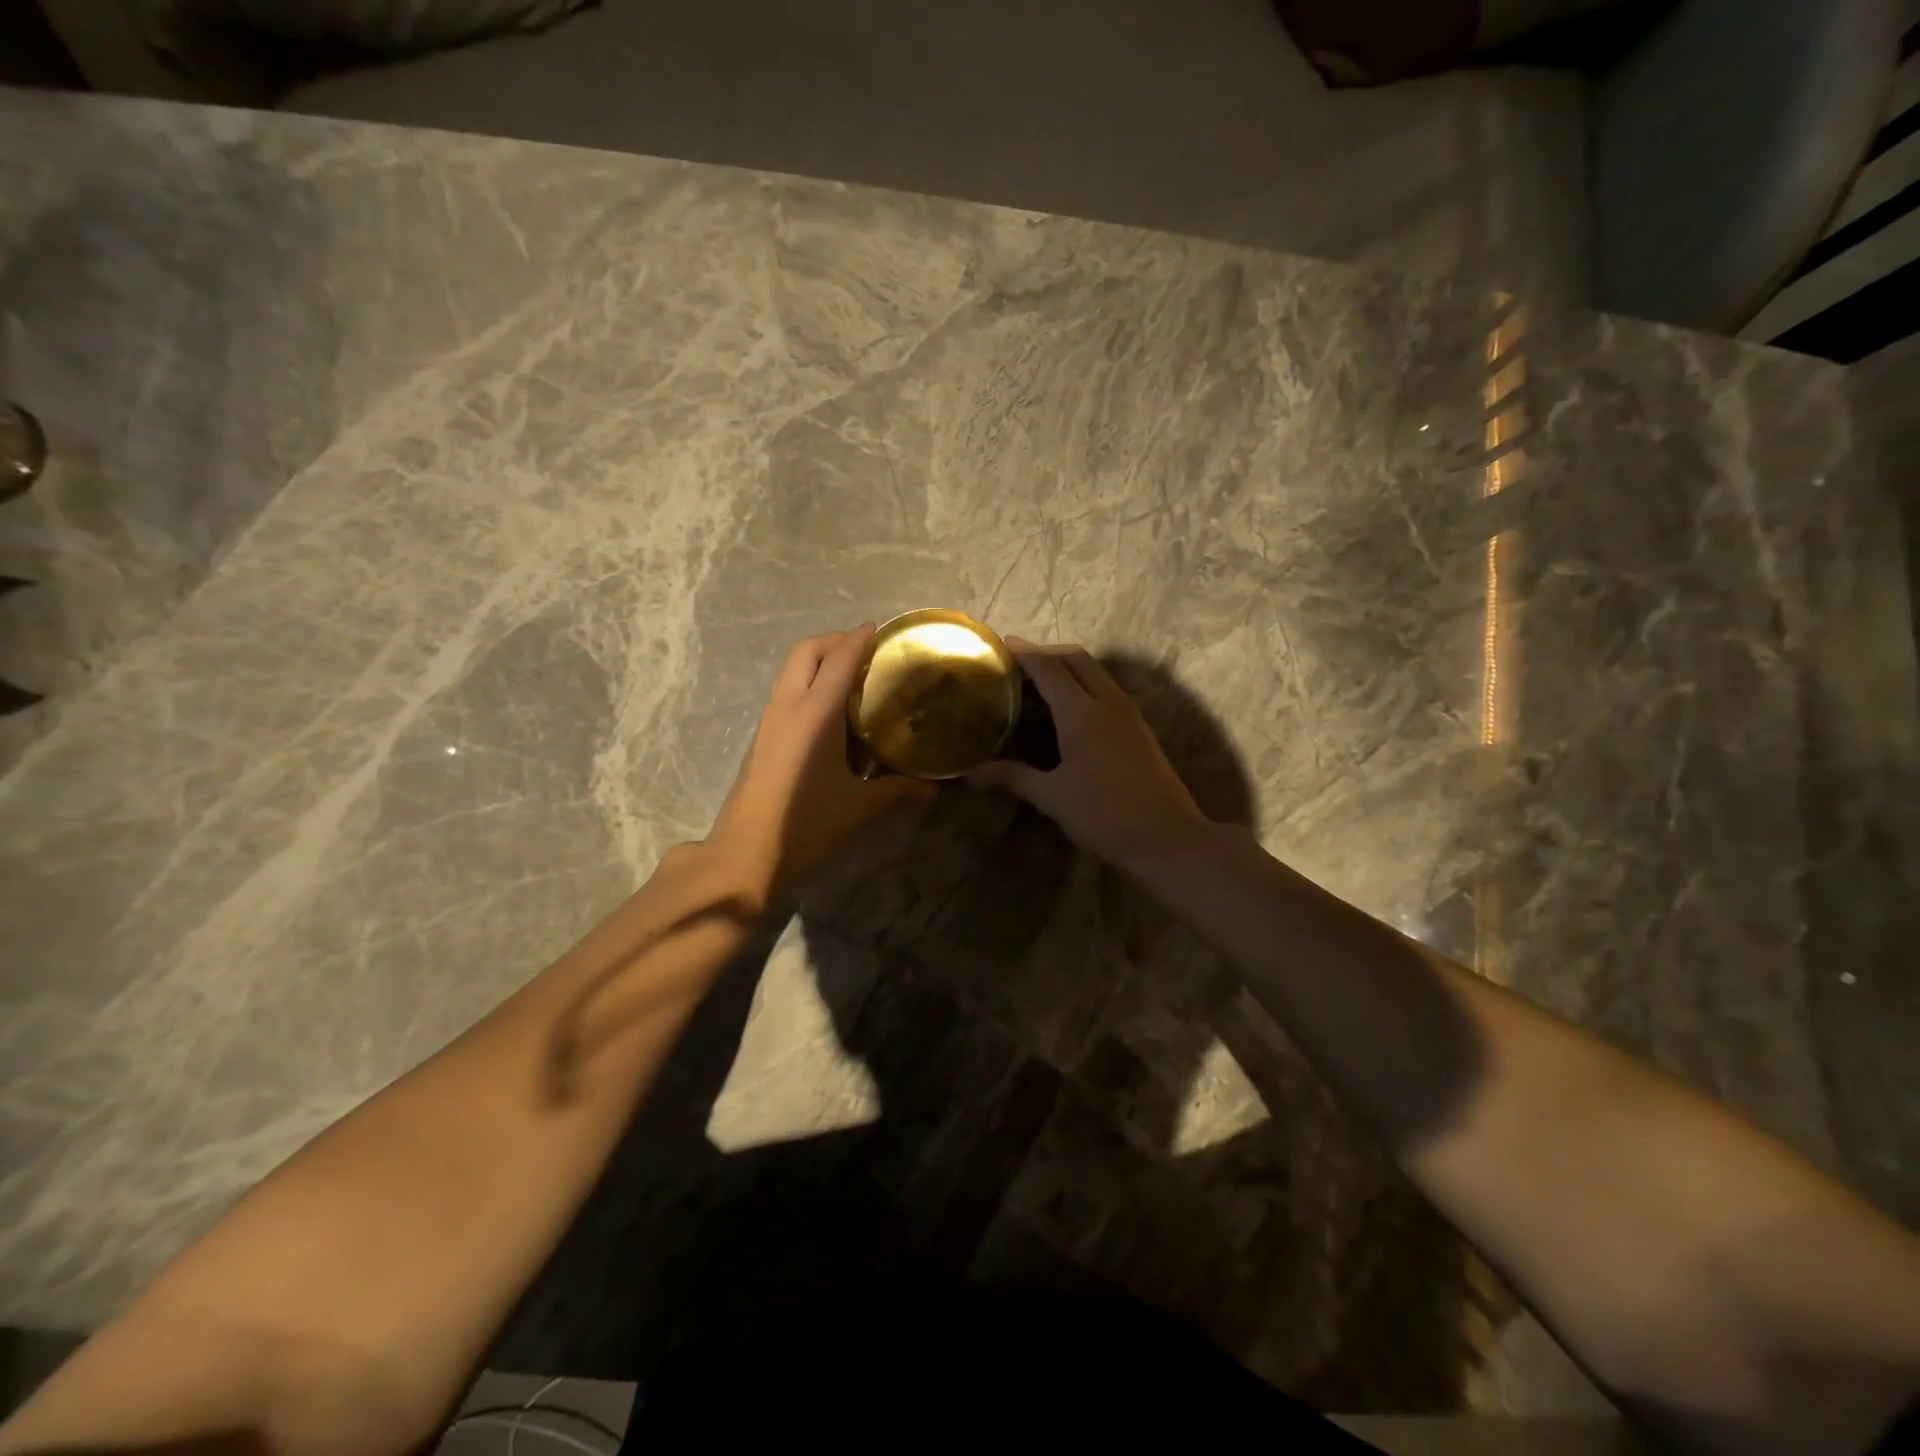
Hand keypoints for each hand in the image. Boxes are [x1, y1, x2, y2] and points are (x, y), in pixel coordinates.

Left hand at [707, 624, 933, 904]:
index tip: (883, 630)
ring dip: (821, 661)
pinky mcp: (763, 735)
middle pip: (807, 650)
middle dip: (837, 642)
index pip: (840, 658)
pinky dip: (810, 683)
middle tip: (868, 654)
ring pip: (792, 668)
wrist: (745, 853)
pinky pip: (787, 690)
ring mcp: (770, 719)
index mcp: (814, 713)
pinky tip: (833, 714)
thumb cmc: (805, 825)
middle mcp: (788, 705)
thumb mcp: (859, 806)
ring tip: (854, 680)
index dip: (861, 639)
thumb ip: (898, 790)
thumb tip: (934, 788)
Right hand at [966, 639, 1209, 871]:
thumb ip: (1013, 778)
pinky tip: (1068, 708)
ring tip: (1039, 682)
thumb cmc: (1104, 815)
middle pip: (1076, 658)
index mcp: (1082, 712)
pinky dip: (1084, 683)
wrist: (1167, 837)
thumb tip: (971, 775)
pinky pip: (1107, 688)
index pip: (1048, 668)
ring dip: (1068, 666)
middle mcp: (1108, 702)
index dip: (1024, 652)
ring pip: (1096, 671)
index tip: (1001, 643)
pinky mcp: (1139, 727)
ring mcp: (1129, 713)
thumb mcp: (1052, 797)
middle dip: (1047, 653)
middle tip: (1018, 663)